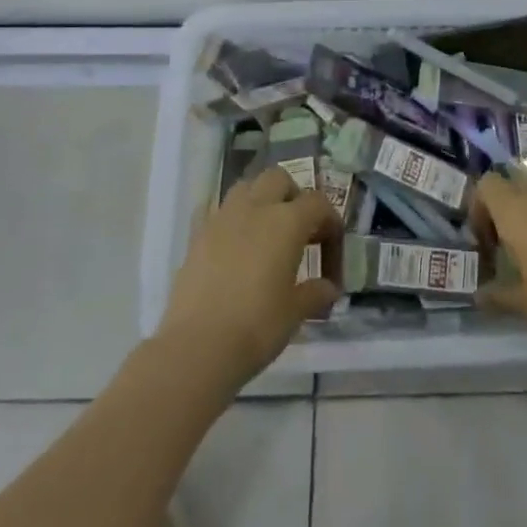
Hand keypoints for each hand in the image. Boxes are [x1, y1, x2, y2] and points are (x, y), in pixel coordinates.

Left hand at [159, 165, 341, 386]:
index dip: (329, 221)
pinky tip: (228, 240)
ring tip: (263, 231)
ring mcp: (222, 218)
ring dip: (258, 200)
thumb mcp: (295, 312)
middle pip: (279, 179)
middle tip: (297, 228)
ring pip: (245, 187)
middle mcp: (256, 209)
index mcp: (287, 222)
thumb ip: (315, 293)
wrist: (197, 347)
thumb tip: (328, 288)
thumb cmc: (257, 327)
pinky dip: (225, 218)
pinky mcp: (196, 235)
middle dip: (292, 196)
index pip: (318, 203)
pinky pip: (213, 210)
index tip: (330, 249)